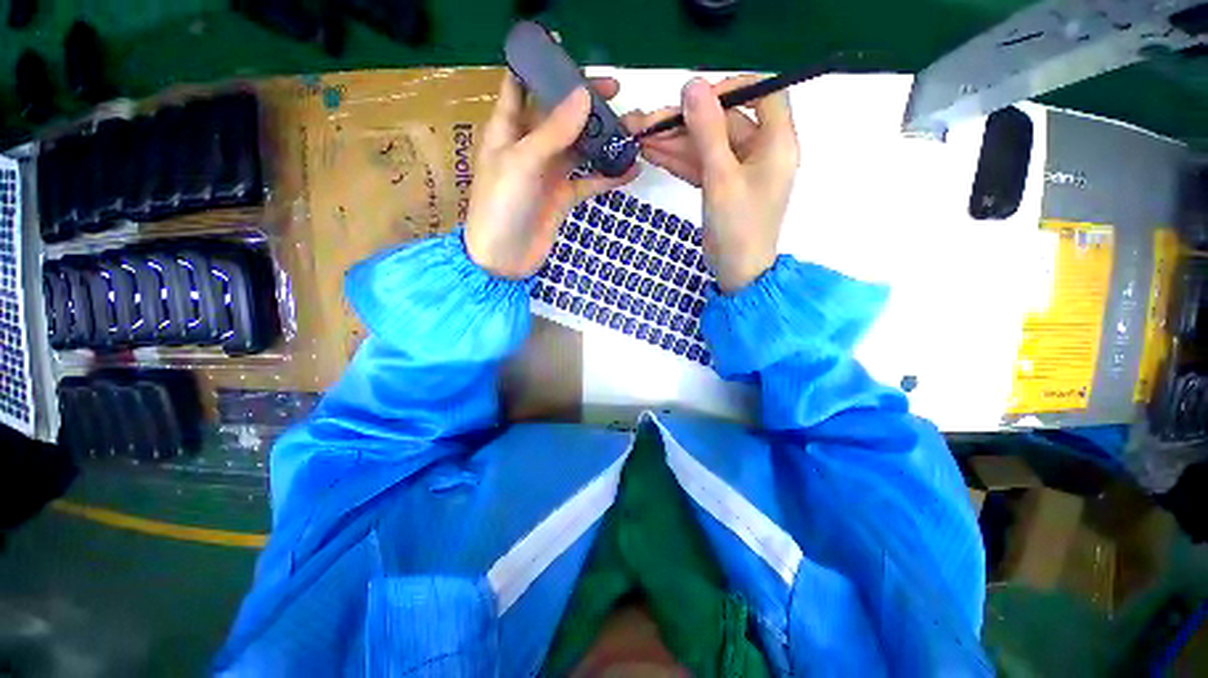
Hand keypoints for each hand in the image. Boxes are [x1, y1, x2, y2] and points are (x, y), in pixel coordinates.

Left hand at [465, 73, 639, 278]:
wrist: (504, 259)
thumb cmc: (501, 207)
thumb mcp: (522, 163)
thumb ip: (553, 132)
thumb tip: (582, 96)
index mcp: (508, 129)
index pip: (520, 85)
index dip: (538, 64)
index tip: (562, 45)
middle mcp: (530, 147)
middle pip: (560, 114)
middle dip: (584, 100)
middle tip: (614, 90)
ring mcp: (549, 173)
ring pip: (580, 147)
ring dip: (604, 138)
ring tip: (633, 127)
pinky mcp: (564, 197)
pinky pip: (589, 181)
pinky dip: (608, 175)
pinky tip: (630, 169)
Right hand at [629, 76, 798, 291]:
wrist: (737, 272)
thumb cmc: (738, 227)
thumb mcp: (721, 177)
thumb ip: (707, 131)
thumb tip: (692, 85)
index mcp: (776, 141)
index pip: (762, 92)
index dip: (730, 88)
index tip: (697, 100)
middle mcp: (761, 150)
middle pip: (724, 122)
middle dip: (685, 123)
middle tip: (648, 124)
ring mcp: (740, 170)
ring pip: (707, 145)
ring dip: (676, 143)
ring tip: (640, 138)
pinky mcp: (723, 186)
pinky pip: (702, 165)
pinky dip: (680, 161)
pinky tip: (653, 154)